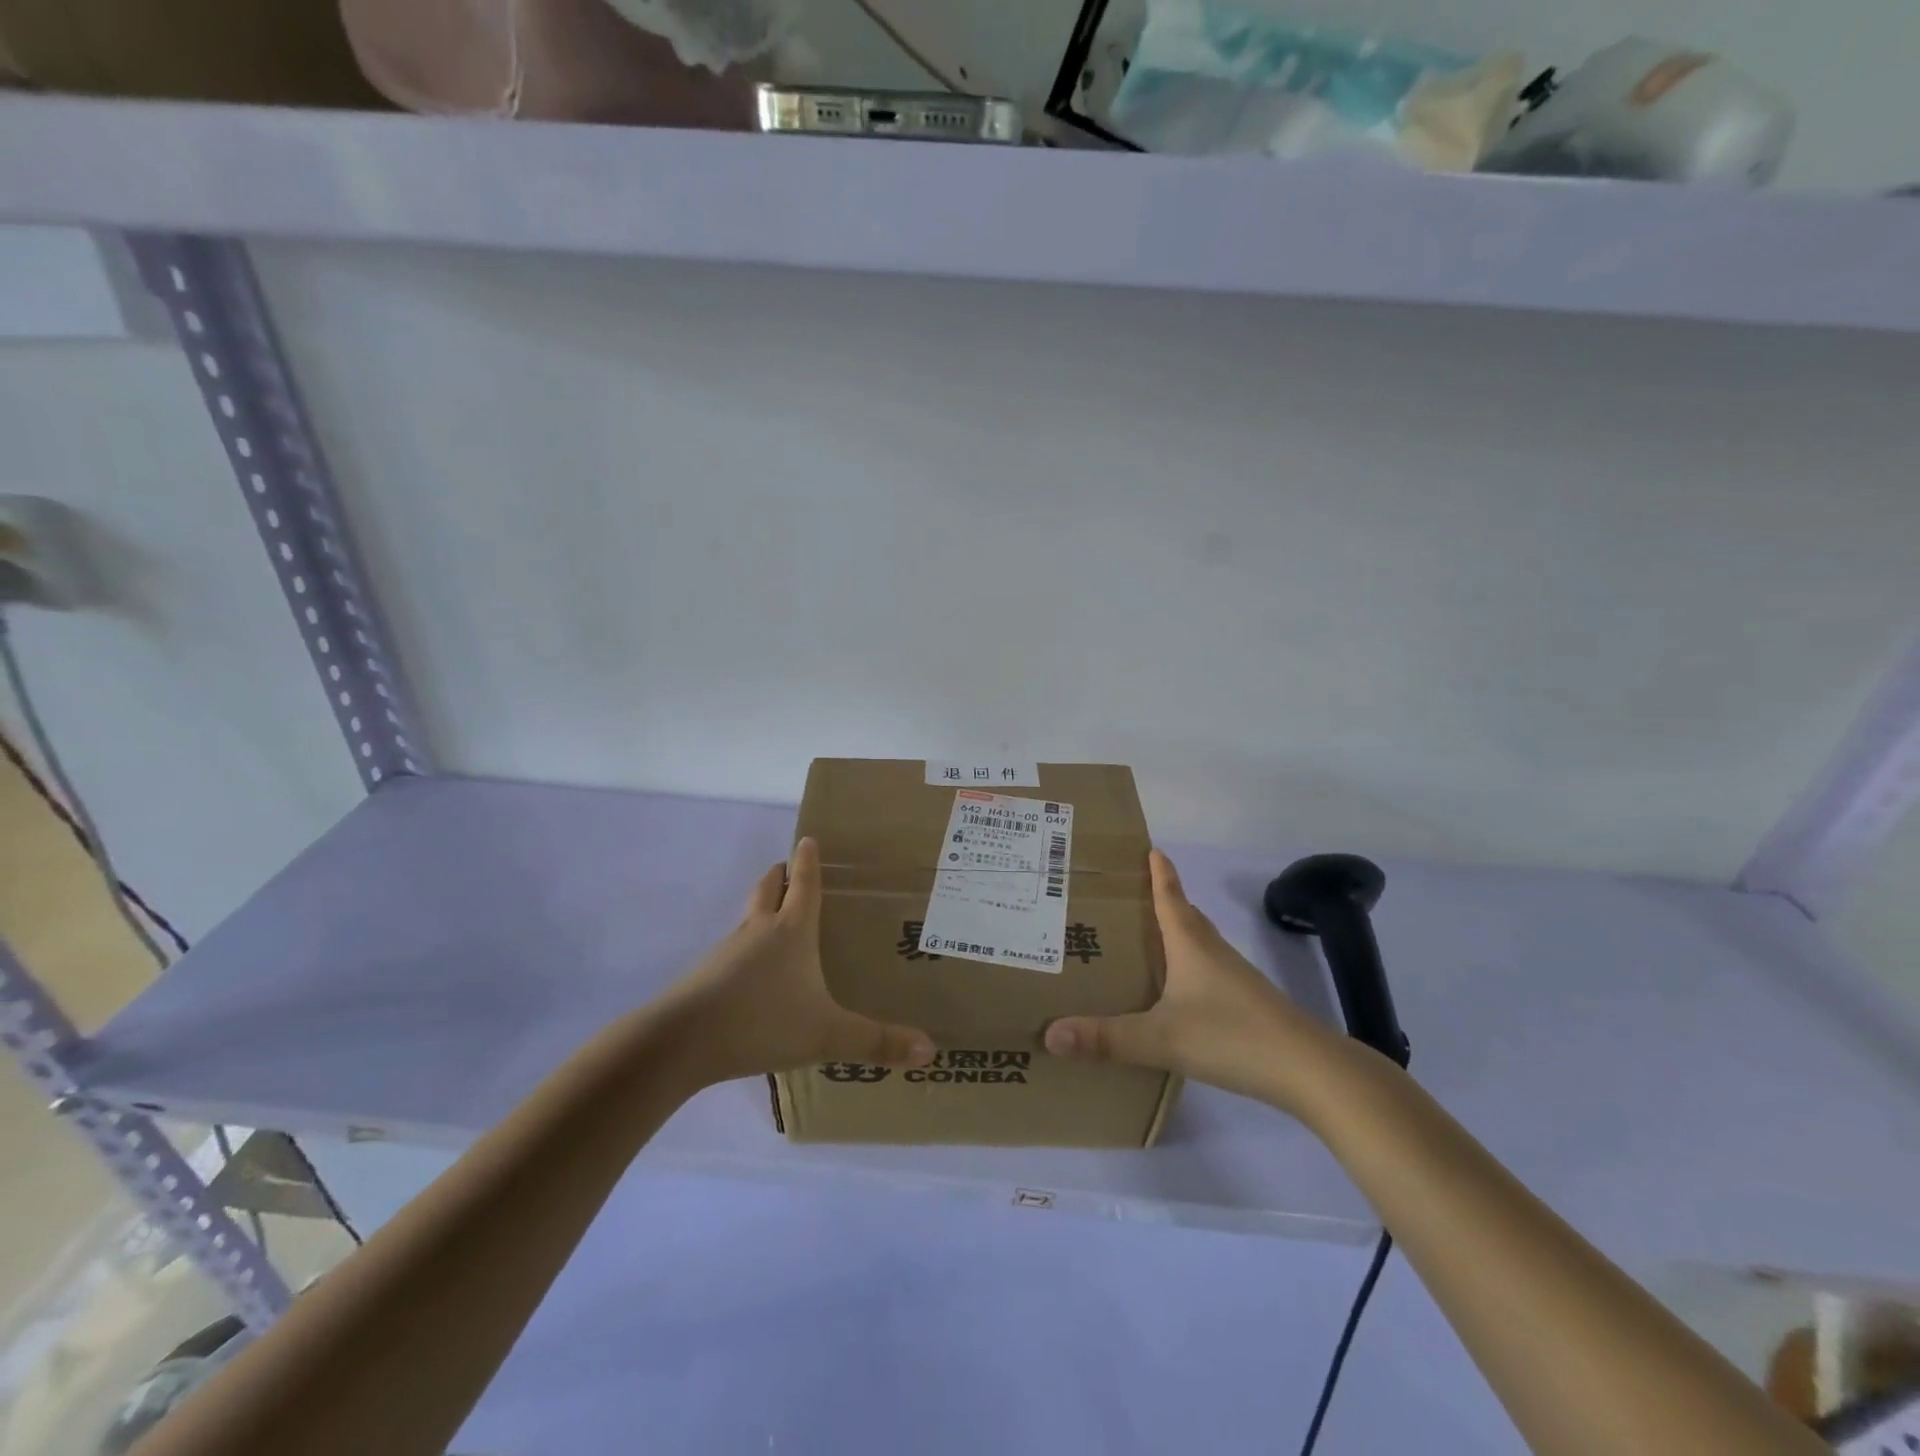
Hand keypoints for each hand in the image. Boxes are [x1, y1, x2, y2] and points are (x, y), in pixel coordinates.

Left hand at [657, 837, 936, 1085]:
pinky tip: (754, 975)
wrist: (681, 1042)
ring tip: (777, 920)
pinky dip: (746, 947)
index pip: (803, 883)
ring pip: (747, 916)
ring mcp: (727, 951)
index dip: (808, 860)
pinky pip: (732, 949)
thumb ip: (876, 1042)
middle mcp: (758, 930)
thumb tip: (931, 1050)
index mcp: (791, 931)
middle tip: (792, 870)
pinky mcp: (706, 975)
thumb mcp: (827, 1035)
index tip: (808, 838)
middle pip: (768, 887)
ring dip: (762, 909)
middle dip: (780, 875)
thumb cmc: (762, 1022)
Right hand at [1043, 849, 1345, 1112]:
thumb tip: (1050, 1033)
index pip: (1170, 897)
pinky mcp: (1248, 1004)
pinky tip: (1178, 992)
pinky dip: (1189, 967)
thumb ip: (1106, 1038)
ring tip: (1147, 940)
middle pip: (1186, 916)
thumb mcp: (1161, 1038)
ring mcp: (1235, 978)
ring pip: (1199, 945)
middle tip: (1130, 896)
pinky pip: (1209, 972)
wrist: (1309, 1069)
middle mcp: (1213, 952)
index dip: (1159, 873)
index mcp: (1191, 944)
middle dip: (1162, 901)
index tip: (1150, 848)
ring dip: (1176, 935)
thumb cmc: (1231, 1036)